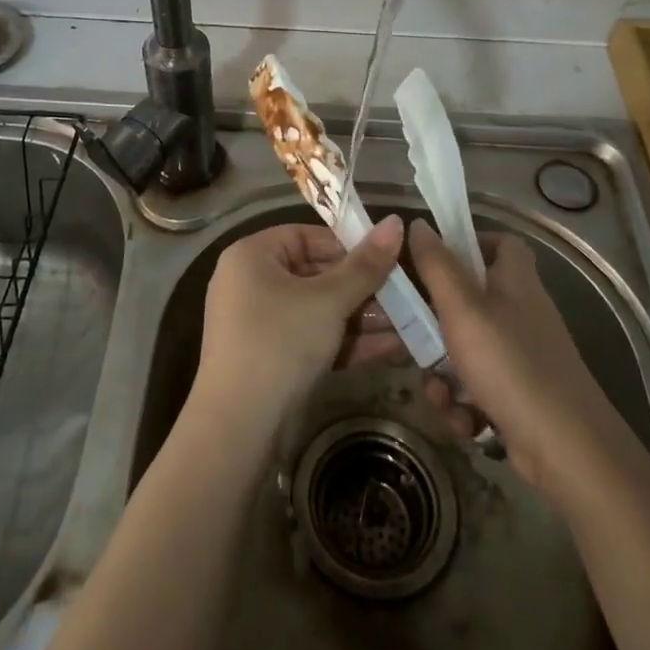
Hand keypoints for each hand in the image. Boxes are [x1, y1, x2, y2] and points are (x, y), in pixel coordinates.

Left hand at [192, 216, 405, 433]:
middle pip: (315, 274)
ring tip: (409, 323)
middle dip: (363, 288)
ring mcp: (259, 323)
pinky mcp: (271, 358)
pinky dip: (346, 342)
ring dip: (362, 317)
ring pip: (318, 310)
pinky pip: (313, 338)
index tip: (387, 259)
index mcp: (252, 255)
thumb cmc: (280, 343)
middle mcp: (251, 283)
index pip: (306, 236)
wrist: (239, 427)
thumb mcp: (328, 301)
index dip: (348, 245)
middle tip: (405, 295)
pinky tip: (392, 349)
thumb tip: (396, 222)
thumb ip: (365, 265)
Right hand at [408, 220, 613, 506]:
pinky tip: (465, 423)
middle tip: (413, 338)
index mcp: (515, 281)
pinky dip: (465, 405)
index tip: (431, 260)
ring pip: (466, 351)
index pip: (500, 243)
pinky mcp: (519, 397)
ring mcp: (522, 358)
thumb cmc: (510, 365)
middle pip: (469, 302)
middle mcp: (521, 313)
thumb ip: (436, 265)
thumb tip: (418, 224)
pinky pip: (478, 388)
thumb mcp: (462, 309)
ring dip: (444, 376)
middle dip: (434, 327)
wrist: (567, 451)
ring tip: (442, 396)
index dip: (468, 244)